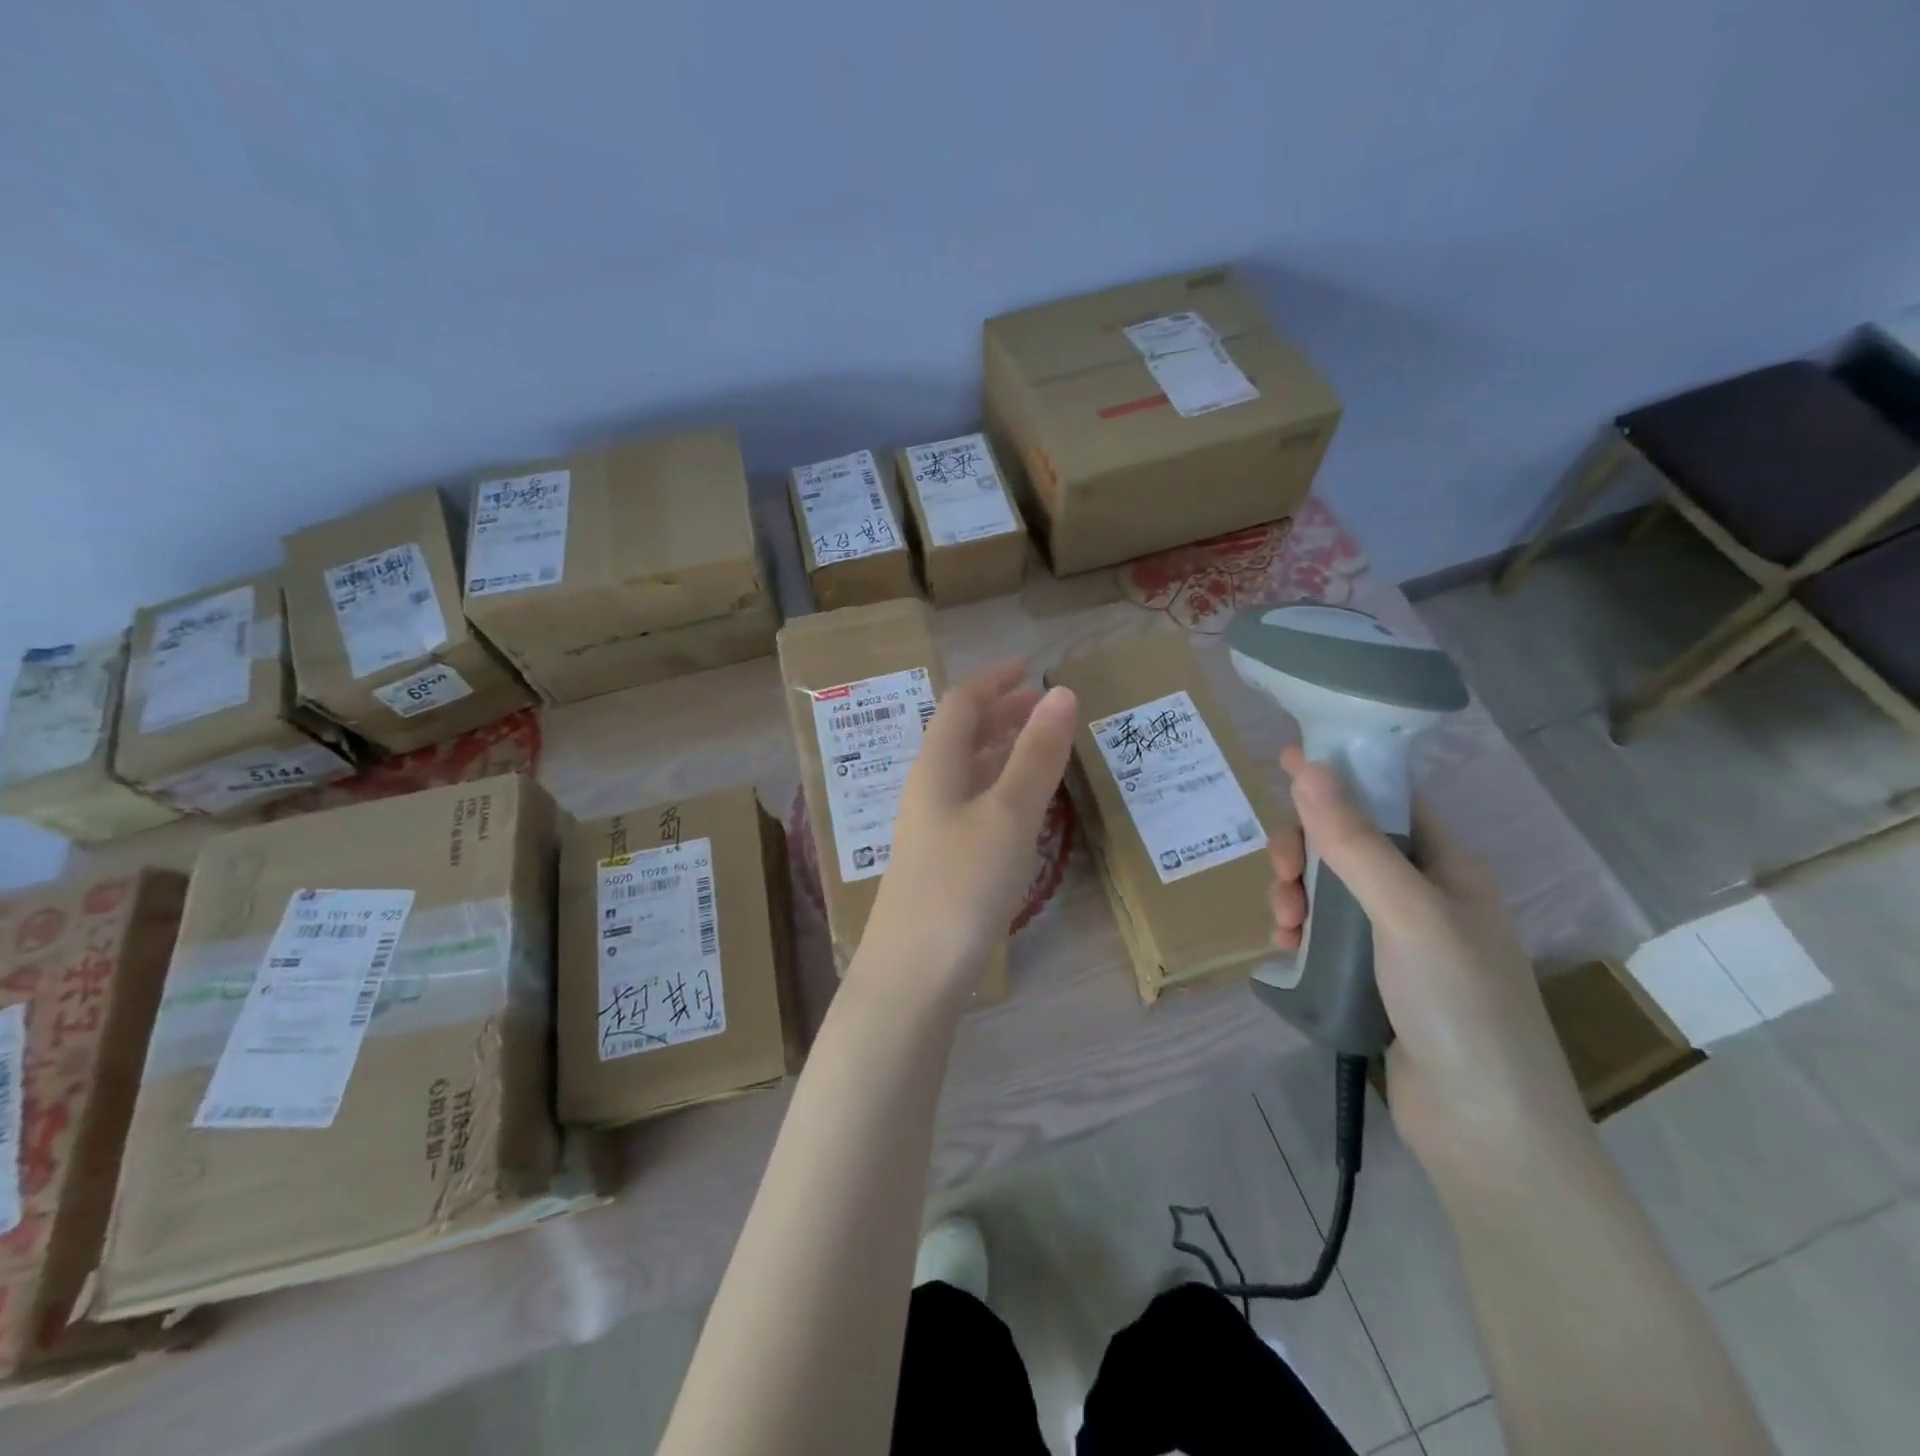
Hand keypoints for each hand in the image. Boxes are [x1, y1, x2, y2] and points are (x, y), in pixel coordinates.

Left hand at [854, 662, 1077, 1009]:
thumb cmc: (962, 885)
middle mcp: (928, 790)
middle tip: (1043, 705)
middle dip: (1001, 713)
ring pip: (968, 771)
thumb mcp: (1008, 814)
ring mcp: (931, 829)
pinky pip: (972, 804)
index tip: (1030, 666)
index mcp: (936, 767)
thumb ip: (1036, 755)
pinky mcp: (940, 862)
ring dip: (1002, 750)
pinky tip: (1021, 805)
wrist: (913, 975)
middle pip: (961, 735)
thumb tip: (1061, 692)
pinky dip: (1000, 788)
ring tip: (1041, 746)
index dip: (994, 680)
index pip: (961, 704)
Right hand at [1276, 747, 1591, 1168]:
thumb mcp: (1407, 914)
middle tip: (1281, 876)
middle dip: (1305, 851)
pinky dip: (1299, 933)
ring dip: (1296, 894)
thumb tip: (1307, 766)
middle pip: (1347, 844)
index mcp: (1447, 867)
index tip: (1283, 760)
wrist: (1486, 1131)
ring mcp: (1398, 941)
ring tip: (1283, 925)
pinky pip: (1323, 934)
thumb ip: (1354, 841)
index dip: (1337, 776)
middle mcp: (1423, 896)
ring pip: (1328, 890)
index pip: (1387, 799)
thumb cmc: (1460, 1007)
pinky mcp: (1372, 979)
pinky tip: (1286, 951)